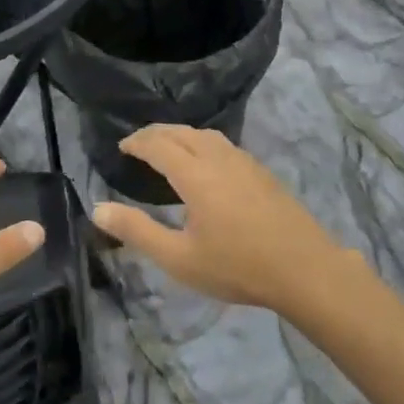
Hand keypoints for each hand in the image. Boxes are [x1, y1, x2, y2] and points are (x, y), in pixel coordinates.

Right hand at [92, 127, 353, 313]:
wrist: (305, 270)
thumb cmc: (237, 266)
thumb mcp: (179, 258)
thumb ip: (137, 231)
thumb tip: (98, 209)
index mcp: (195, 174)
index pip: (159, 145)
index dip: (138, 142)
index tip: (122, 147)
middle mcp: (219, 158)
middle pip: (182, 133)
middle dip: (157, 133)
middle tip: (138, 143)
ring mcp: (245, 162)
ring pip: (206, 135)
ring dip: (181, 135)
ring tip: (168, 147)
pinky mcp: (262, 172)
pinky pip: (224, 145)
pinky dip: (203, 143)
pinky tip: (207, 163)